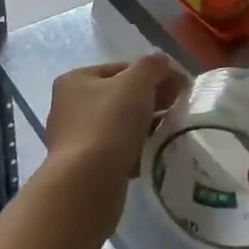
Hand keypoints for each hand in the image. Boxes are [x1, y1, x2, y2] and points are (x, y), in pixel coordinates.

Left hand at [44, 55, 184, 181]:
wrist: (87, 184)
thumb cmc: (109, 123)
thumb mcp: (137, 82)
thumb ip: (153, 65)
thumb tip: (164, 64)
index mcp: (75, 80)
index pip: (122, 68)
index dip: (153, 74)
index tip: (179, 88)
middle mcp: (69, 106)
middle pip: (120, 96)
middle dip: (150, 101)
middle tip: (176, 110)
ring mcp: (74, 139)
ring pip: (119, 125)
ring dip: (144, 126)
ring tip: (167, 133)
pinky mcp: (82, 167)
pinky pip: (116, 151)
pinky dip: (134, 150)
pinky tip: (151, 155)